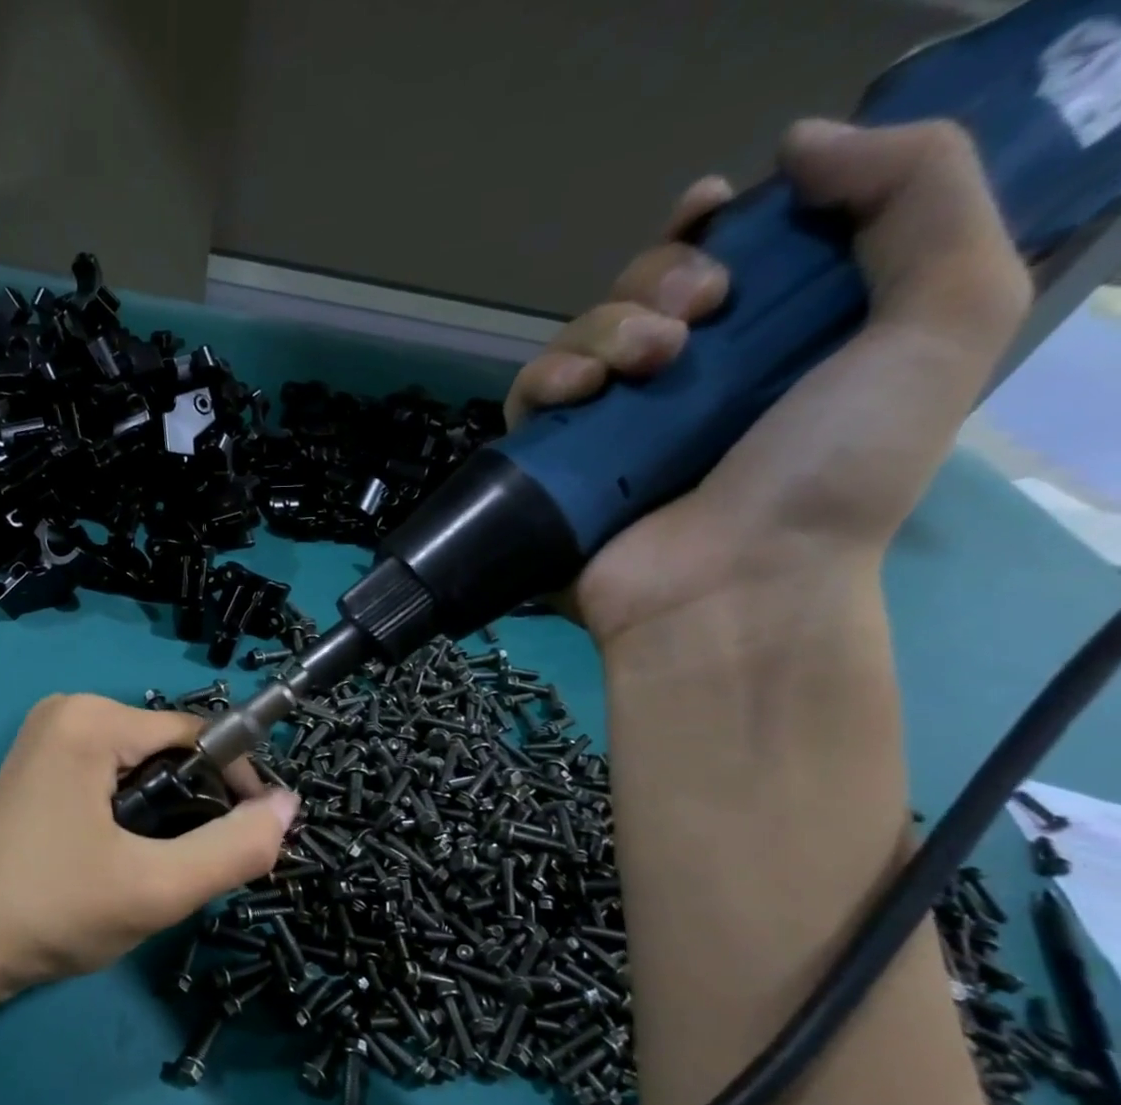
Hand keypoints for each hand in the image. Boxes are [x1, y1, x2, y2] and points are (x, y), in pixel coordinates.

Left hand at [0, 694, 298, 989]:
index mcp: (92, 719)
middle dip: (194, 808)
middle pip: (170, 752)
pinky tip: (119, 861)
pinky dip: (132, 817)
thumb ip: (235, 848)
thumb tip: (288, 805)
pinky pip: (112, 779)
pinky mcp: (39, 768)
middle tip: (188, 869)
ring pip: (144, 771)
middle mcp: (68, 711)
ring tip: (152, 871)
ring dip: (164, 818)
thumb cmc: (53, 911)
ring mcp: (48, 739)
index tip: (250, 839)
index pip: (198, 736)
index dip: (235, 786)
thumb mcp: (157, 887)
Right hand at [507, 121, 1031, 649]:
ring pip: (582, 334)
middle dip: (663, 274)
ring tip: (646, 363)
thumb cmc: (834, 472)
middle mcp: (689, 382)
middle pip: (645, 287)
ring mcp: (615, 428)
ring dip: (607, 324)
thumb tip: (797, 144)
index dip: (716, 223)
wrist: (733, 589)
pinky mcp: (556, 466)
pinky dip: (547, 377)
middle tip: (698, 313)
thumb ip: (920, 194)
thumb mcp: (945, 317)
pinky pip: (531, 397)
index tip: (717, 211)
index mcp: (775, 343)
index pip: (729, 256)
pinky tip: (579, 391)